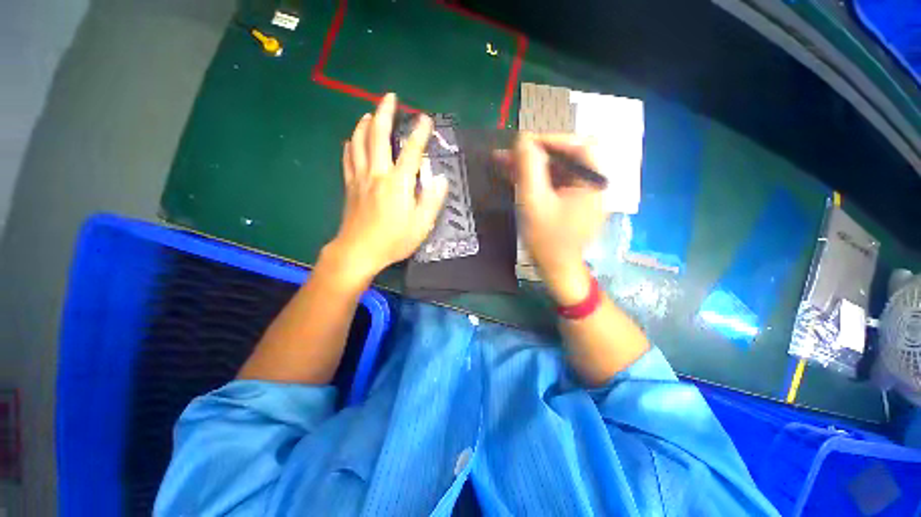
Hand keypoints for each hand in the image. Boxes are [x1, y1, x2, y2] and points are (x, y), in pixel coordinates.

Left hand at [324, 93, 447, 284]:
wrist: (358, 251)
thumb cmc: (393, 240)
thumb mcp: (421, 225)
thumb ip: (432, 200)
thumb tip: (441, 179)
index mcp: (398, 183)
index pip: (411, 151)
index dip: (420, 133)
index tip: (426, 118)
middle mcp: (377, 174)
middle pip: (378, 136)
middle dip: (384, 113)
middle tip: (390, 97)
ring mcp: (360, 178)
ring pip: (359, 143)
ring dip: (364, 124)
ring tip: (369, 113)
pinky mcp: (349, 186)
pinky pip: (348, 159)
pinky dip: (350, 145)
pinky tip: (352, 140)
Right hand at [500, 133, 606, 303]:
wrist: (556, 270)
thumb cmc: (547, 240)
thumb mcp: (534, 202)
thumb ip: (529, 168)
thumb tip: (523, 139)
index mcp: (592, 181)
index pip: (577, 145)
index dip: (550, 139)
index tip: (524, 144)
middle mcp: (591, 183)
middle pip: (564, 158)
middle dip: (534, 155)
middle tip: (508, 154)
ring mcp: (581, 194)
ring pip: (555, 171)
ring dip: (530, 167)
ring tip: (503, 163)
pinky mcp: (570, 204)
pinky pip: (553, 185)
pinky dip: (534, 180)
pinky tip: (514, 177)